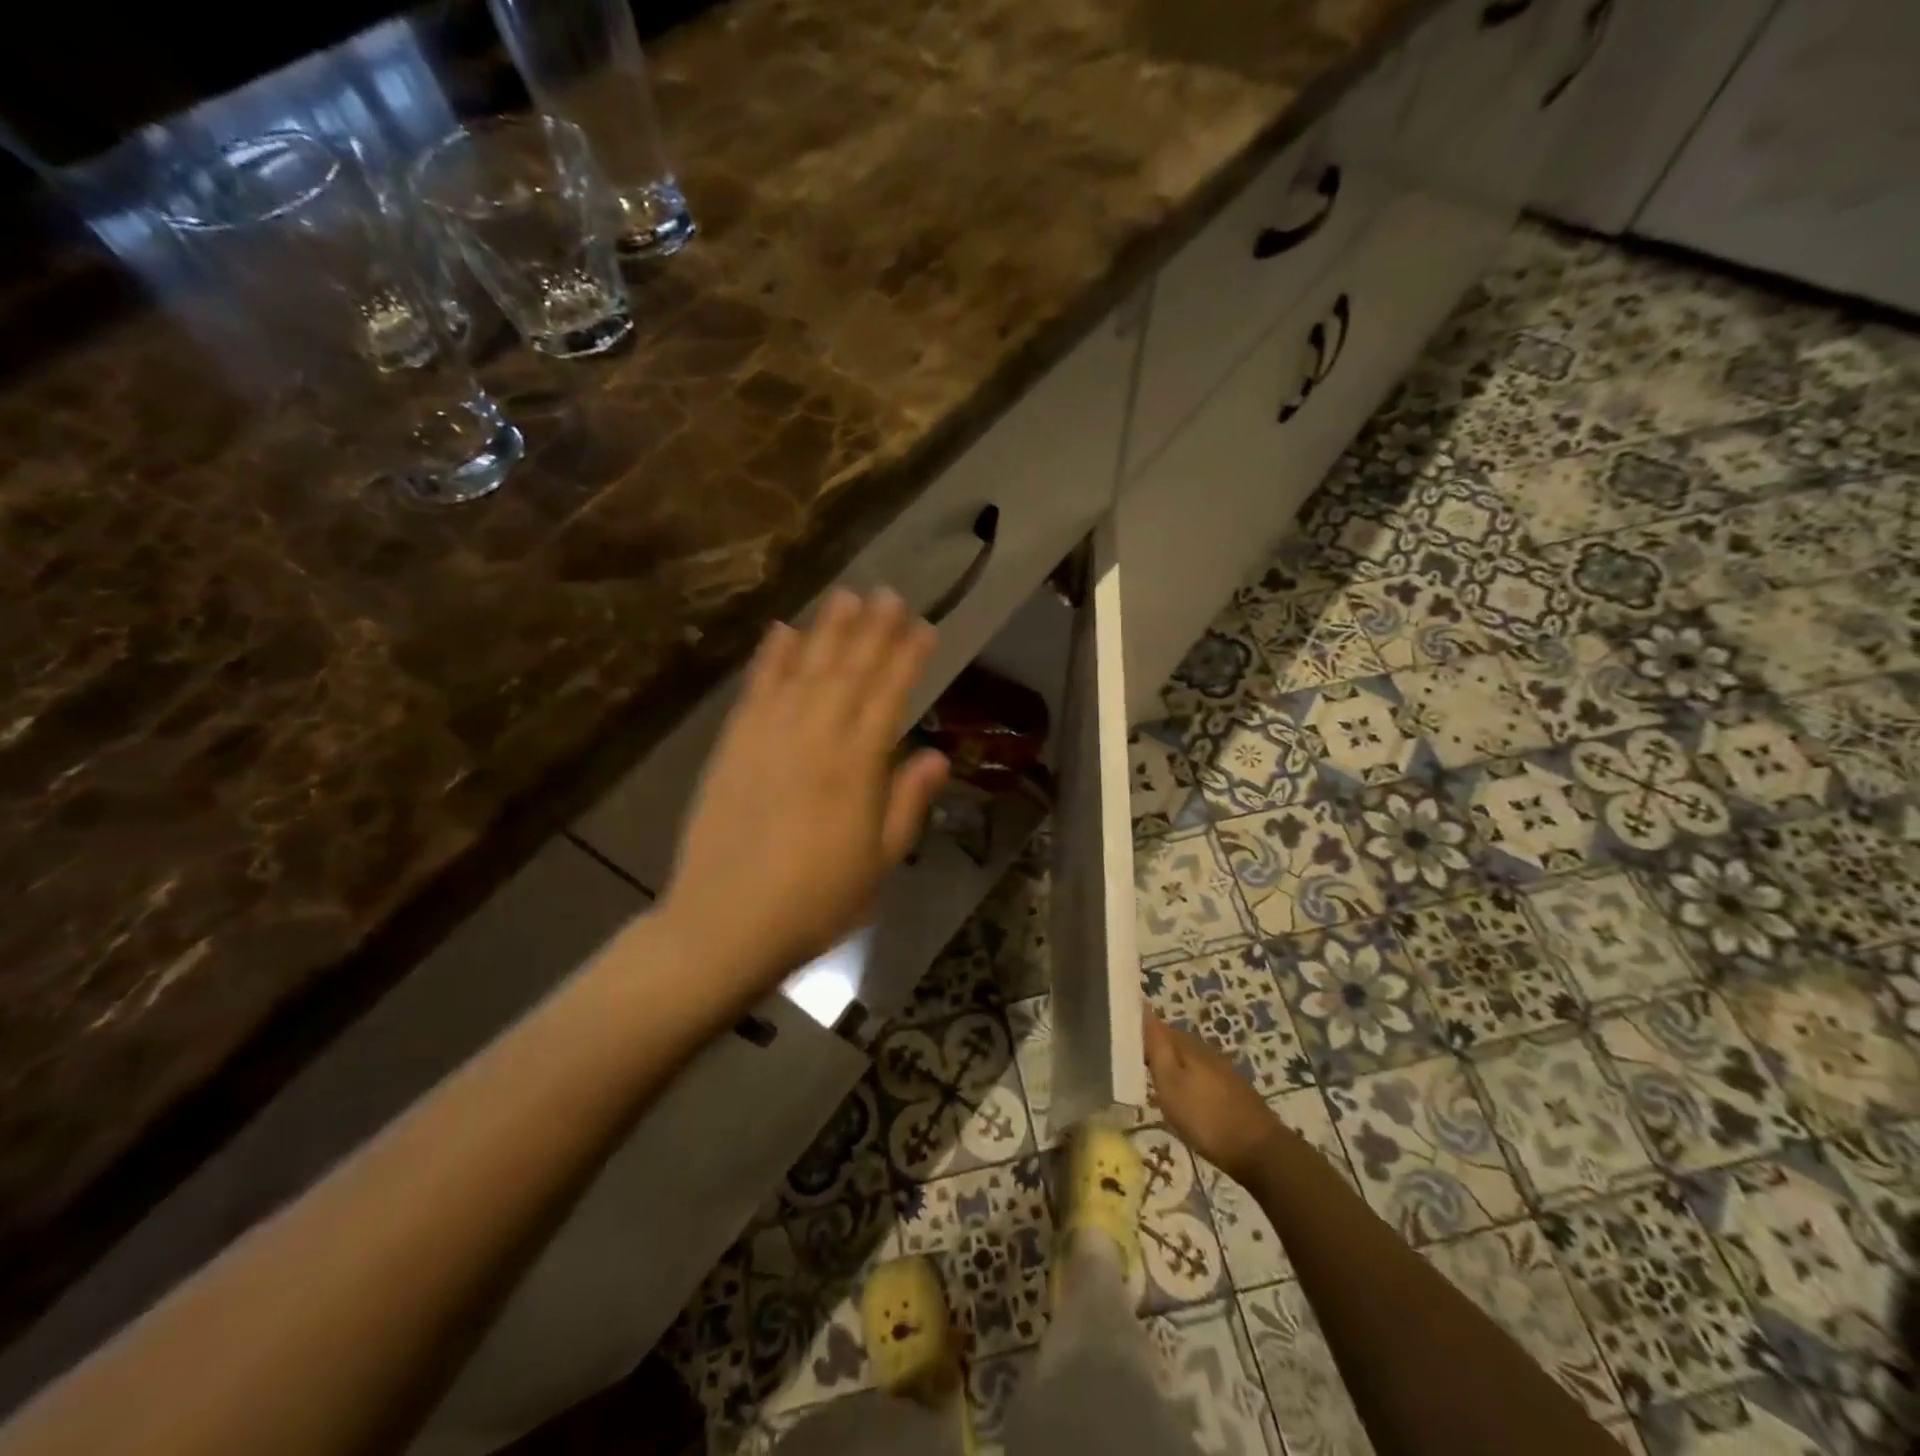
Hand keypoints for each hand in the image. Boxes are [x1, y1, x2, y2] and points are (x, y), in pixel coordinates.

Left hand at [659, 590, 949, 1002]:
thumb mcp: (879, 864)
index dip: (907, 659)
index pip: (888, 697)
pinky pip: (755, 692)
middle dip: (872, 631)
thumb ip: (906, 803)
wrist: (725, 924)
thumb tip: (937, 755)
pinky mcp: (733, 747)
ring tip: (844, 596)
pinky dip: (769, 659)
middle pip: (848, 673)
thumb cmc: (815, 903)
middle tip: (889, 593)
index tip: (924, 627)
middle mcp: (814, 740)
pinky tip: (780, 632)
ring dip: (826, 631)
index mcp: (856, 769)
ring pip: (803, 671)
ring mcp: (768, 738)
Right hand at [1143, 1013, 1286, 1185]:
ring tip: (1150, 1082)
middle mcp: (1203, 1049)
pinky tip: (1181, 1098)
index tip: (1117, 1041)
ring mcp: (1220, 1069)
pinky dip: (1185, 1081)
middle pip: (1170, 1042)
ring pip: (1185, 1060)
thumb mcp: (1171, 1083)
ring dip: (1169, 1066)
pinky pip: (1198, 1075)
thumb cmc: (1206, 1117)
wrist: (1260, 1151)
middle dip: (1151, 1049)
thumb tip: (1142, 1008)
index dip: (1135, 1030)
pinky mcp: (1230, 1089)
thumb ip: (1155, 1047)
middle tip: (1129, 1065)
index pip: (1153, 1025)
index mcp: (1185, 1044)